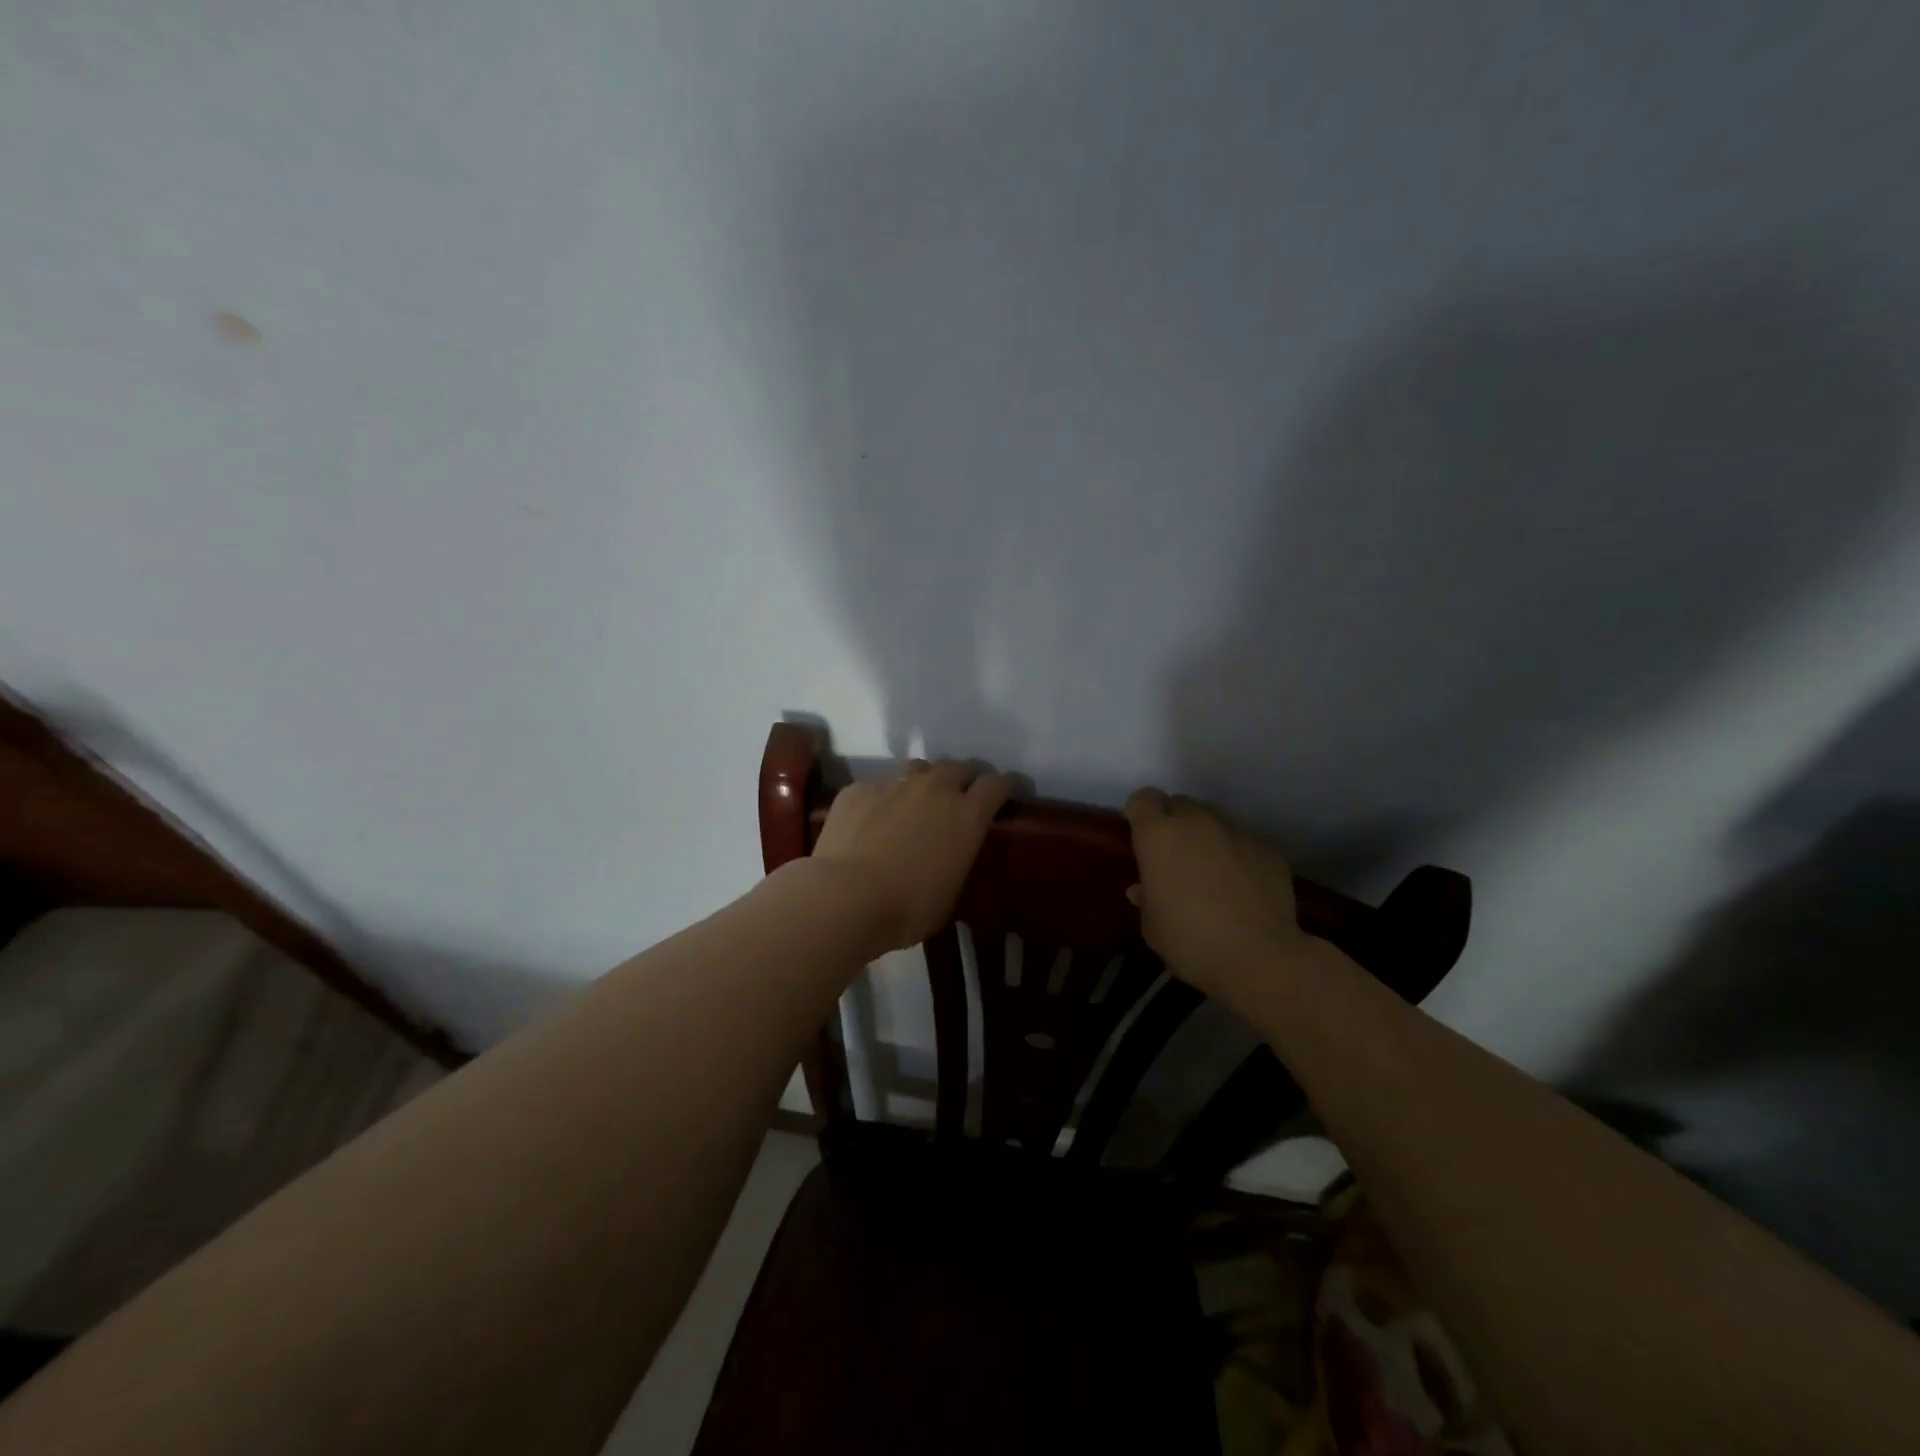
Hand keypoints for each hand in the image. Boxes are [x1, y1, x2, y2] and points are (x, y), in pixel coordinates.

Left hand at [812, 759, 1014, 951]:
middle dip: (964, 779)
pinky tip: (871, 821)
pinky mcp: (859, 789)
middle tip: (959, 799)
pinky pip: (879, 786)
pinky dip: (883, 799)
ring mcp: (894, 783)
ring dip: (925, 781)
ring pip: (919, 769)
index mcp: (967, 814)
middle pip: (959, 767)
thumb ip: (956, 860)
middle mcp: (935, 789)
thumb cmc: (908, 907)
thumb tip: (950, 854)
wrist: (845, 896)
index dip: (1002, 788)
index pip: (997, 784)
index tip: (1002, 796)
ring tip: (917, 802)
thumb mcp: (950, 892)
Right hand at [1124, 789, 1315, 1007]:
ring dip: (1207, 837)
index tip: (1142, 839)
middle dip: (1174, 823)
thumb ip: (1146, 897)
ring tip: (1212, 873)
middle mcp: (1197, 821)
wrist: (1260, 959)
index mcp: (1159, 835)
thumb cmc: (1190, 941)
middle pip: (1180, 804)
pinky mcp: (1268, 848)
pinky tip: (1243, 888)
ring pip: (1214, 820)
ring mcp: (1237, 832)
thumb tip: (1143, 888)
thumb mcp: (1152, 926)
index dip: (1140, 815)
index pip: (1143, 799)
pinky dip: (1238, 856)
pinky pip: (1244, 843)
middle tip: (1175, 857)